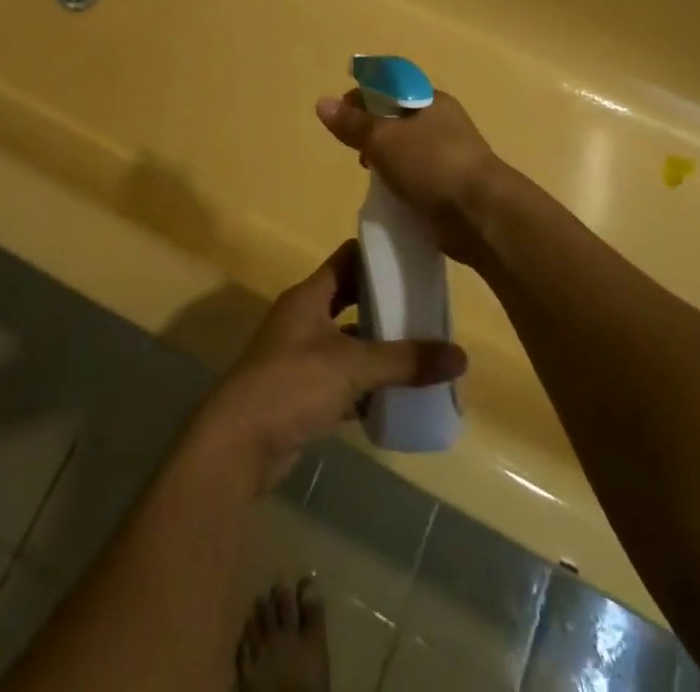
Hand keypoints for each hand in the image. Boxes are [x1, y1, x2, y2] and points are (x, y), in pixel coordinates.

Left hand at [196, 241, 466, 488]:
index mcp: (309, 296)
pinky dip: (367, 387)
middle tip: (429, 307)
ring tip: (424, 352)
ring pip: (349, 344)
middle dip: (386, 305)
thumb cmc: (292, 384)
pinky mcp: (303, 393)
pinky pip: (344, 381)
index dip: (378, 256)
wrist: (239, 443)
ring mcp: (301, 357)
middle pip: (350, 301)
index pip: (347, 260)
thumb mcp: (352, 366)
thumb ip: (404, 360)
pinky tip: (399, 397)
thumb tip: (460, 355)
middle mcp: (304, 319)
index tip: (415, 257)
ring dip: (380, 349)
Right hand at [315, 90, 504, 270]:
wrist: (481, 215)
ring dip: (385, 159)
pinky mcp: (450, 186)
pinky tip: (388, 195)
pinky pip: (416, 176)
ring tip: (369, 174)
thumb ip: (352, 123)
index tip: (340, 115)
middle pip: (396, 117)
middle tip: (354, 147)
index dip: (362, 95)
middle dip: (371, 130)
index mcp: (430, 100)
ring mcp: (449, 155)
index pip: (390, 85)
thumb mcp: (383, 139)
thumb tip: (322, 102)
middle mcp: (442, 122)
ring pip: (406, 149)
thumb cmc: (432, 164)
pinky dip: (399, 182)